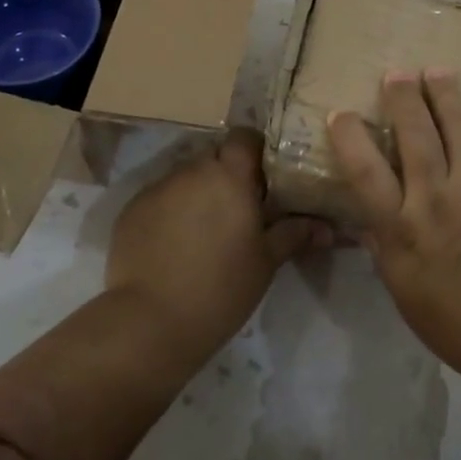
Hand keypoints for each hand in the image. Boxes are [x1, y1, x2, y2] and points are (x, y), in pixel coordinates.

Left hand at [105, 128, 330, 363]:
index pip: (244, 136)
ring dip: (198, 192)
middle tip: (239, 208)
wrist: (150, 323)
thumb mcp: (266, 262)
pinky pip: (160, 198)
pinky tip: (175, 245)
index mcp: (229, 175)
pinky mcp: (131, 209)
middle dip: (227, 174)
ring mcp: (158, 188)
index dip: (255, 150)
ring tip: (205, 229)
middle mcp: (192, 170)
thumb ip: (295, 234)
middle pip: (214, 156)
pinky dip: (171, 211)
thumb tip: (328, 227)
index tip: (264, 176)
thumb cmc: (221, 288)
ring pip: (186, 176)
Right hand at [328, 69, 460, 384]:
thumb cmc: (455, 319)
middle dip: (402, 97)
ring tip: (435, 71)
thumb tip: (366, 211)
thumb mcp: (401, 288)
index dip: (349, 136)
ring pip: (456, 123)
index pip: (365, 171)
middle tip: (395, 73)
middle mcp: (435, 197)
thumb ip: (382, 242)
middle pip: (414, 133)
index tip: (340, 114)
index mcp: (402, 229)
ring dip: (443, 92)